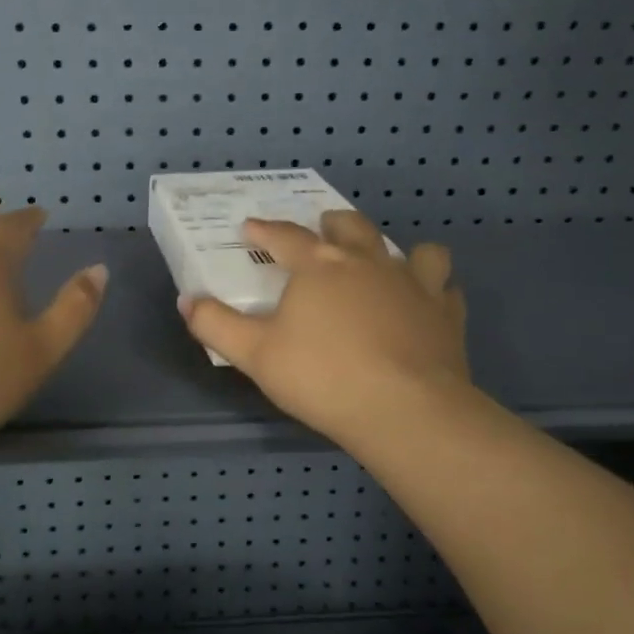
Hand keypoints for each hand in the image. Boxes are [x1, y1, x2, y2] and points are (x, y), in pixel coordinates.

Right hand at [181, 211, 468, 447]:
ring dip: (399, 251)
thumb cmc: (323, 377)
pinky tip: (427, 304)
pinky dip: (435, 291)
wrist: (405, 409)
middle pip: (351, 227)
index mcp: (320, 266)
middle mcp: (369, 263)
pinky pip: (446, 289)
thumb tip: (187, 300)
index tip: (251, 226)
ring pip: (414, 251)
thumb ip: (217, 325)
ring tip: (387, 264)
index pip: (285, 237)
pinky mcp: (447, 314)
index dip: (265, 229)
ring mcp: (414, 285)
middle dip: (333, 224)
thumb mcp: (255, 355)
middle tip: (323, 230)